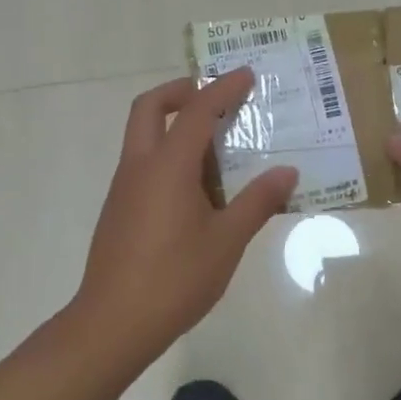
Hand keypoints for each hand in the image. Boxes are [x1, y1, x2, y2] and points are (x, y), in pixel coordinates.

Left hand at [71, 68, 298, 360]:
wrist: (112, 324)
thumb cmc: (174, 279)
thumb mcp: (226, 241)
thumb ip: (257, 202)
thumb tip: (287, 173)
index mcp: (167, 167)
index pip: (196, 111)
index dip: (223, 89)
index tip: (247, 75)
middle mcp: (139, 167)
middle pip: (149, 107)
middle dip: (180, 91)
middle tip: (214, 99)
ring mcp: (124, 188)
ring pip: (144, 136)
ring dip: (175, 126)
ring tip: (218, 149)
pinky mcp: (119, 210)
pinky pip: (144, 164)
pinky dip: (168, 156)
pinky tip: (198, 190)